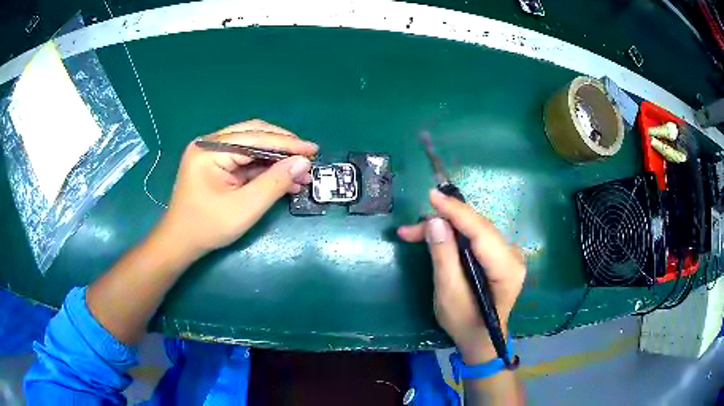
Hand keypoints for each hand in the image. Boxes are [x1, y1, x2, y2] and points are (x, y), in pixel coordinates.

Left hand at [157, 119, 317, 258]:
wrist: (180, 243)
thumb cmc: (208, 227)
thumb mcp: (244, 207)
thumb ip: (274, 182)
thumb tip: (303, 162)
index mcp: (210, 149)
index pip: (255, 137)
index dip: (287, 143)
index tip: (313, 150)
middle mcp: (210, 144)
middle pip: (254, 134)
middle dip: (283, 146)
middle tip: (307, 157)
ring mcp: (212, 153)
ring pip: (252, 146)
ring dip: (276, 158)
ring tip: (300, 172)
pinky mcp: (216, 164)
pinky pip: (245, 159)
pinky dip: (265, 167)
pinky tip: (283, 178)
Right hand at [398, 189, 525, 363]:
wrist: (481, 338)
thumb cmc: (465, 323)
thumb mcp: (449, 294)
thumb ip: (444, 257)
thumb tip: (435, 222)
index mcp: (506, 269)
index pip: (481, 232)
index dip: (456, 211)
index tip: (432, 195)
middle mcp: (513, 255)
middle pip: (477, 228)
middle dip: (443, 222)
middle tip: (410, 229)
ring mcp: (508, 253)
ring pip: (474, 229)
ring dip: (445, 228)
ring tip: (414, 233)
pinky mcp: (499, 254)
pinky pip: (476, 236)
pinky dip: (454, 234)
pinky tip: (435, 236)